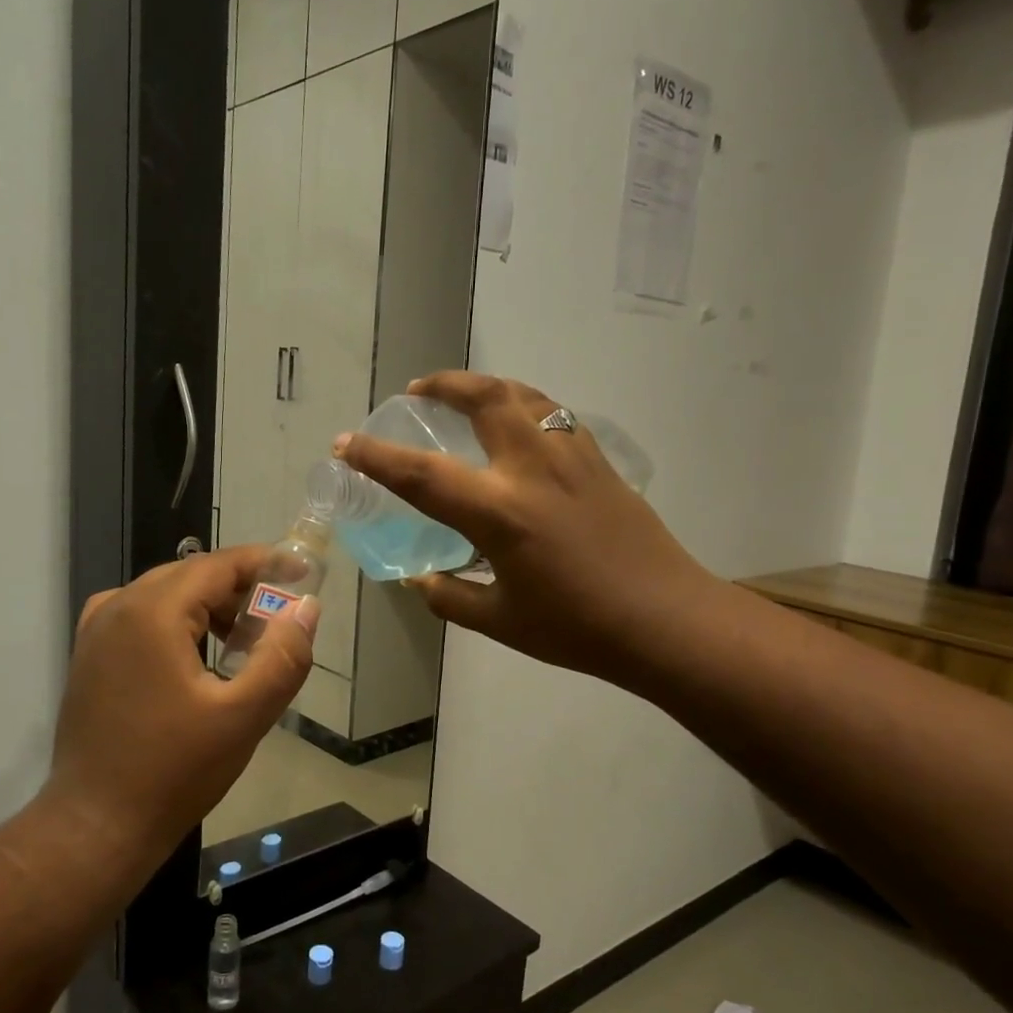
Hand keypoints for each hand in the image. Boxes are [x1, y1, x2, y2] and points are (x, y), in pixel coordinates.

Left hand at [46, 547, 318, 860]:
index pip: (218, 565)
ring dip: (210, 606)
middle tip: (279, 618)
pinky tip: (199, 656)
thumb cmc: (173, 771)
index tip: (304, 572)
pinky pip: (142, 616)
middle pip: (191, 575)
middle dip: (240, 588)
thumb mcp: (244, 716)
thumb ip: (283, 657)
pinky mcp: (90, 655)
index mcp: (151, 612)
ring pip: (166, 594)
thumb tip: (306, 608)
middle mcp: (117, 607)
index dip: (265, 563)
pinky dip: (179, 621)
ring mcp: (96, 631)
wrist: (96, 826)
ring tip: (246, 642)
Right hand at [336, 372, 712, 690]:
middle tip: (418, 389)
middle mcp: (533, 469)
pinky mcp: (598, 461)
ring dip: (485, 385)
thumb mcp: (501, 621)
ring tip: (463, 395)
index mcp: (500, 513)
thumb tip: (421, 579)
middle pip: (483, 399)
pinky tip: (517, 424)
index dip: (376, 458)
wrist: (665, 619)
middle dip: (444, 385)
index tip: (346, 443)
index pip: (422, 475)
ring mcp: (572, 457)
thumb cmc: (578, 627)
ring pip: (523, 395)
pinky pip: (553, 413)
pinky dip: (523, 403)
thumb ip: (450, 596)